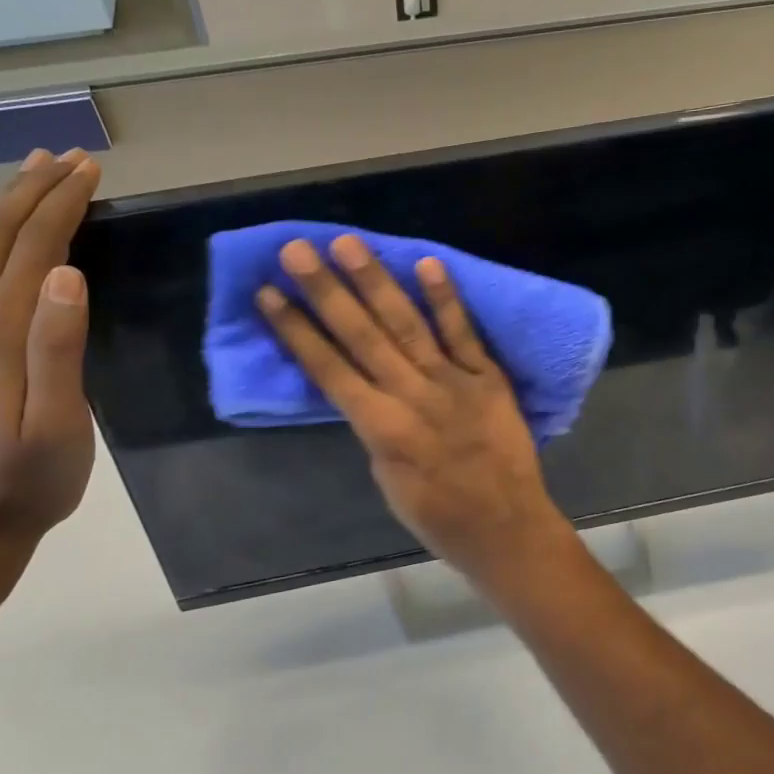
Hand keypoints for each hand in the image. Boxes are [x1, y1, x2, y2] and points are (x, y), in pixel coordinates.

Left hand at [0, 147, 101, 612]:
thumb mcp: (56, 425)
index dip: (61, 203)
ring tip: (36, 174)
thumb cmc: (28, 481)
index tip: (90, 168)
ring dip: (10, 206)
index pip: (32, 247)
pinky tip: (11, 241)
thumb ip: (57, 349)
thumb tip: (64, 274)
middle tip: (69, 156)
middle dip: (34, 189)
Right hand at [255, 234, 573, 581]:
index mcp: (380, 428)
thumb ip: (374, 425)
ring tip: (348, 244)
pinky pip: (464, 334)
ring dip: (376, 282)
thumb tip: (363, 387)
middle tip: (296, 249)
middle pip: (361, 335)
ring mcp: (452, 382)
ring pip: (406, 325)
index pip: (327, 369)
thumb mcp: (386, 478)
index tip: (268, 293)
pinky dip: (446, 300)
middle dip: (325, 291)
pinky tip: (427, 263)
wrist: (506, 529)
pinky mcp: (488, 377)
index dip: (296, 330)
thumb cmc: (437, 516)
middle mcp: (411, 395)